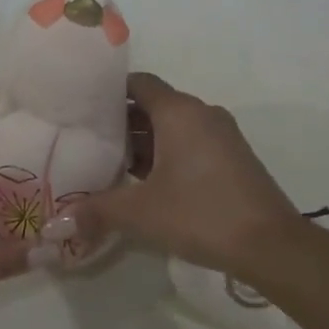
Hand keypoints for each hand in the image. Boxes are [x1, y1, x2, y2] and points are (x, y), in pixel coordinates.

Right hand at [54, 73, 305, 276]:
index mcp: (179, 111)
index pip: (139, 83)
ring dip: (146, 141)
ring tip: (113, 165)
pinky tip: (148, 182)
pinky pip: (192, 142)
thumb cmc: (200, 214)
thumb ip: (97, 210)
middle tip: (90, 141)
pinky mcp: (233, 156)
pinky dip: (168, 153)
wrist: (271, 245)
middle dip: (123, 122)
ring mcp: (222, 134)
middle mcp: (202, 113)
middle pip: (154, 104)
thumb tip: (57, 221)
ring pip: (174, 126)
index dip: (110, 91)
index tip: (83, 107)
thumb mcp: (141, 213)